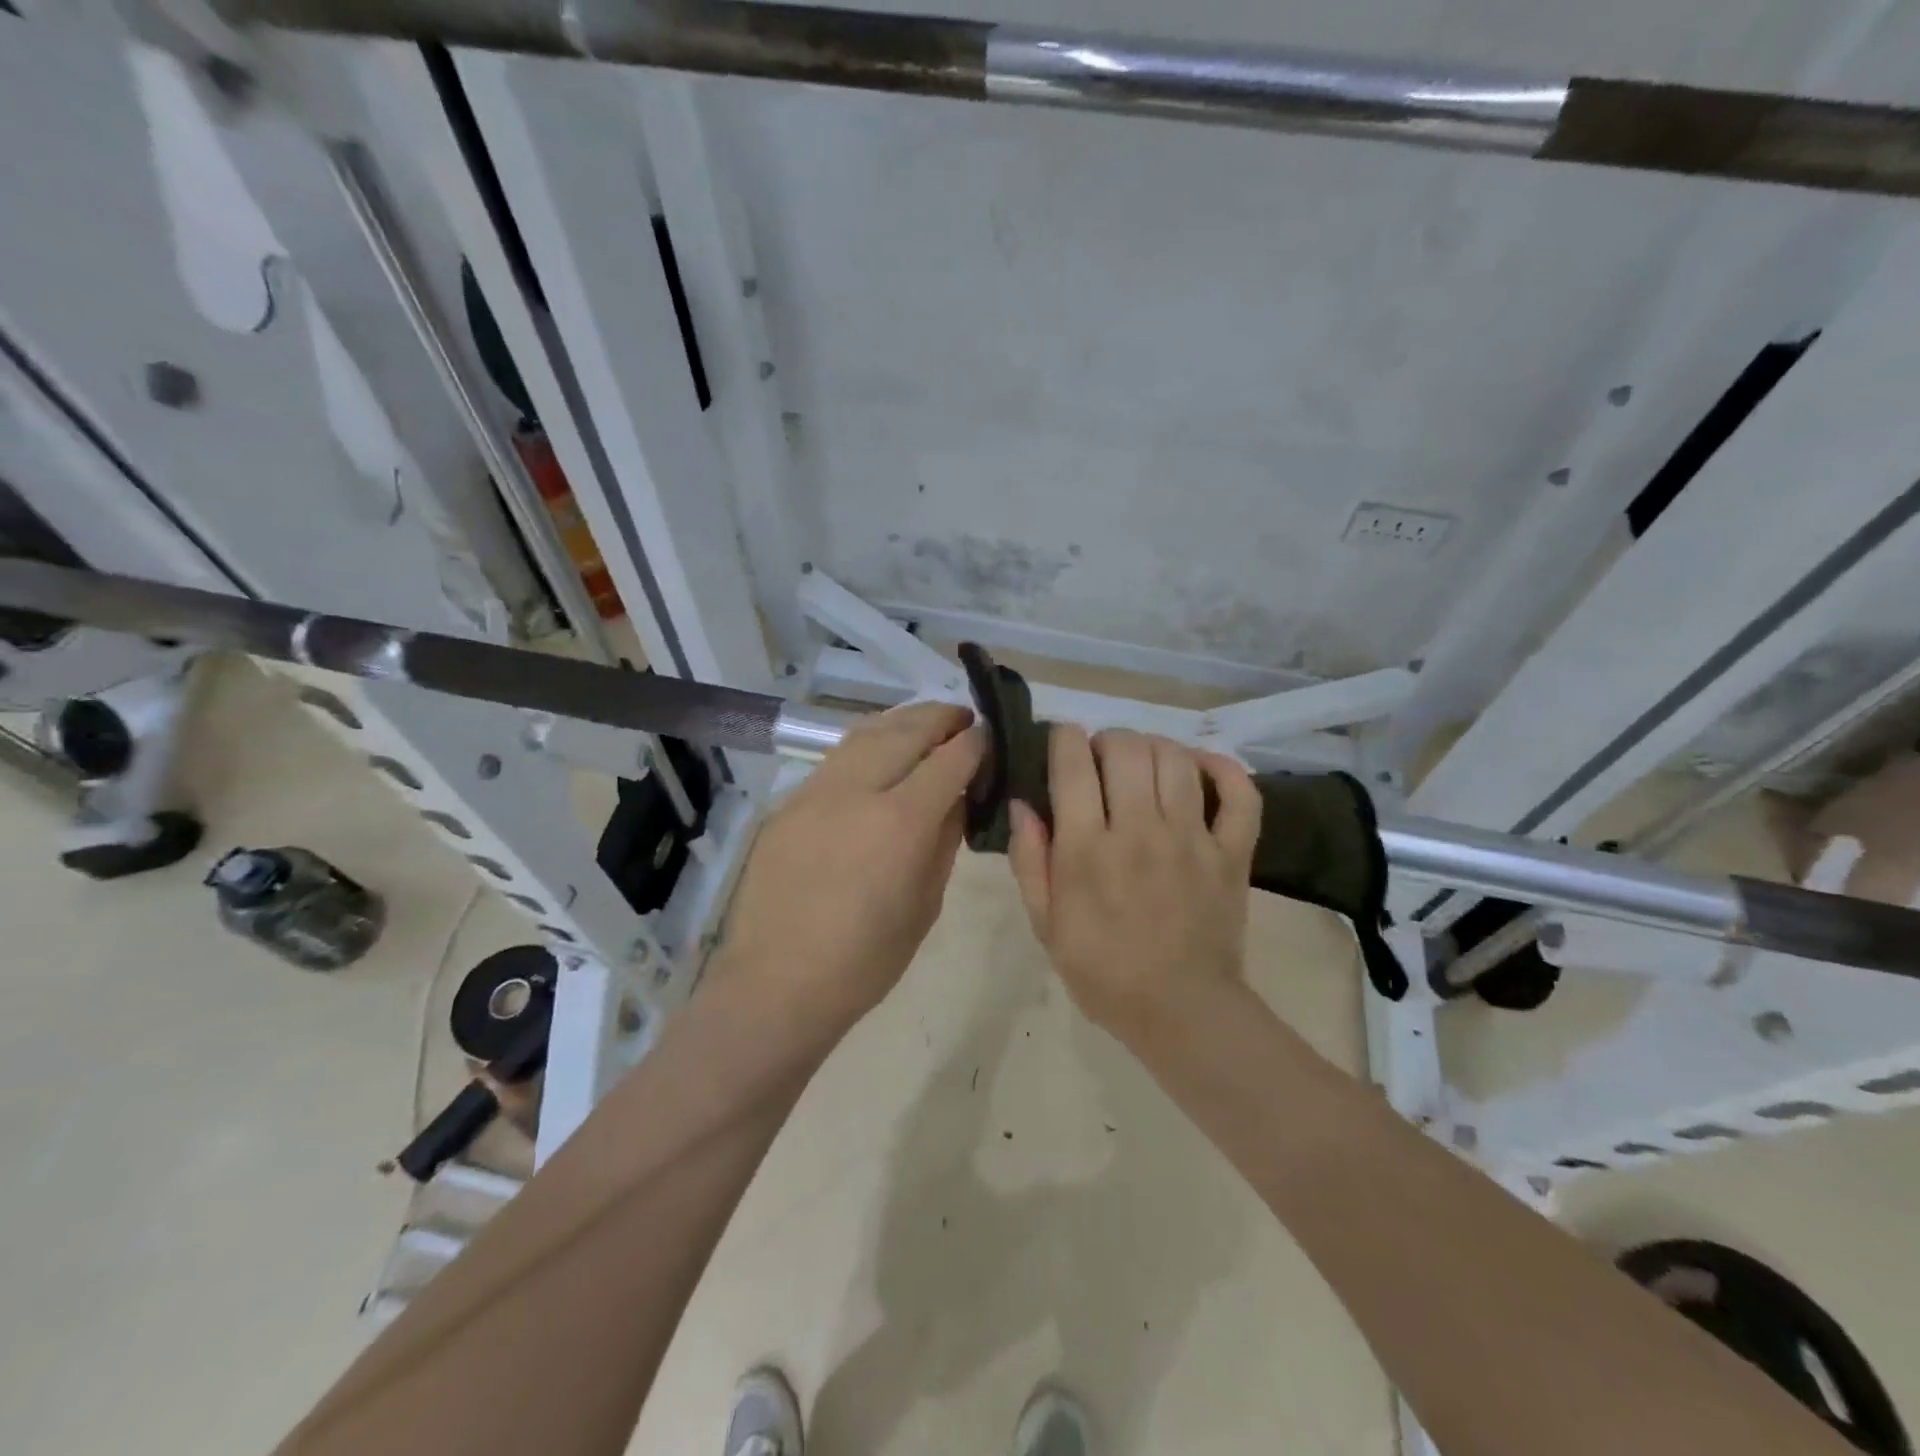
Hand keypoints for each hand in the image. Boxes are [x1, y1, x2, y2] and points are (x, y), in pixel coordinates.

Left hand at [716, 701, 982, 1030]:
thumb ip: (944, 840)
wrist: (779, 982)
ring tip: (924, 725)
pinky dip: (867, 744)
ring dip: (902, 722)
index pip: (950, 759)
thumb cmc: (866, 960)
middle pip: (907, 730)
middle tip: (963, 718)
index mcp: (901, 822)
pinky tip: (878, 754)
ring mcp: (816, 791)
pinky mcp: (790, 802)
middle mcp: (858, 791)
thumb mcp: (925, 904)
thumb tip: (956, 798)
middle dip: (941, 718)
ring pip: (866, 733)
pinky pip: (837, 758)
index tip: (990, 735)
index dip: (976, 742)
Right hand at [1008, 726, 1261, 1042]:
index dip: (1064, 739)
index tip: (1062, 743)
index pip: (1073, 764)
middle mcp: (1140, 831)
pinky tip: (1201, 767)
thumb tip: (1023, 805)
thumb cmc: (1102, 972)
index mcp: (1087, 849)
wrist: (1181, 1012)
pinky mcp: (1232, 853)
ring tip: (1142, 763)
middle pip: (1126, 749)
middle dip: (1107, 739)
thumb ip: (1029, 861)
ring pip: (1176, 759)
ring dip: (1153, 747)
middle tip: (1100, 759)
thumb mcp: (1046, 924)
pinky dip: (1223, 769)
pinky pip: (1240, 795)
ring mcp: (1192, 839)